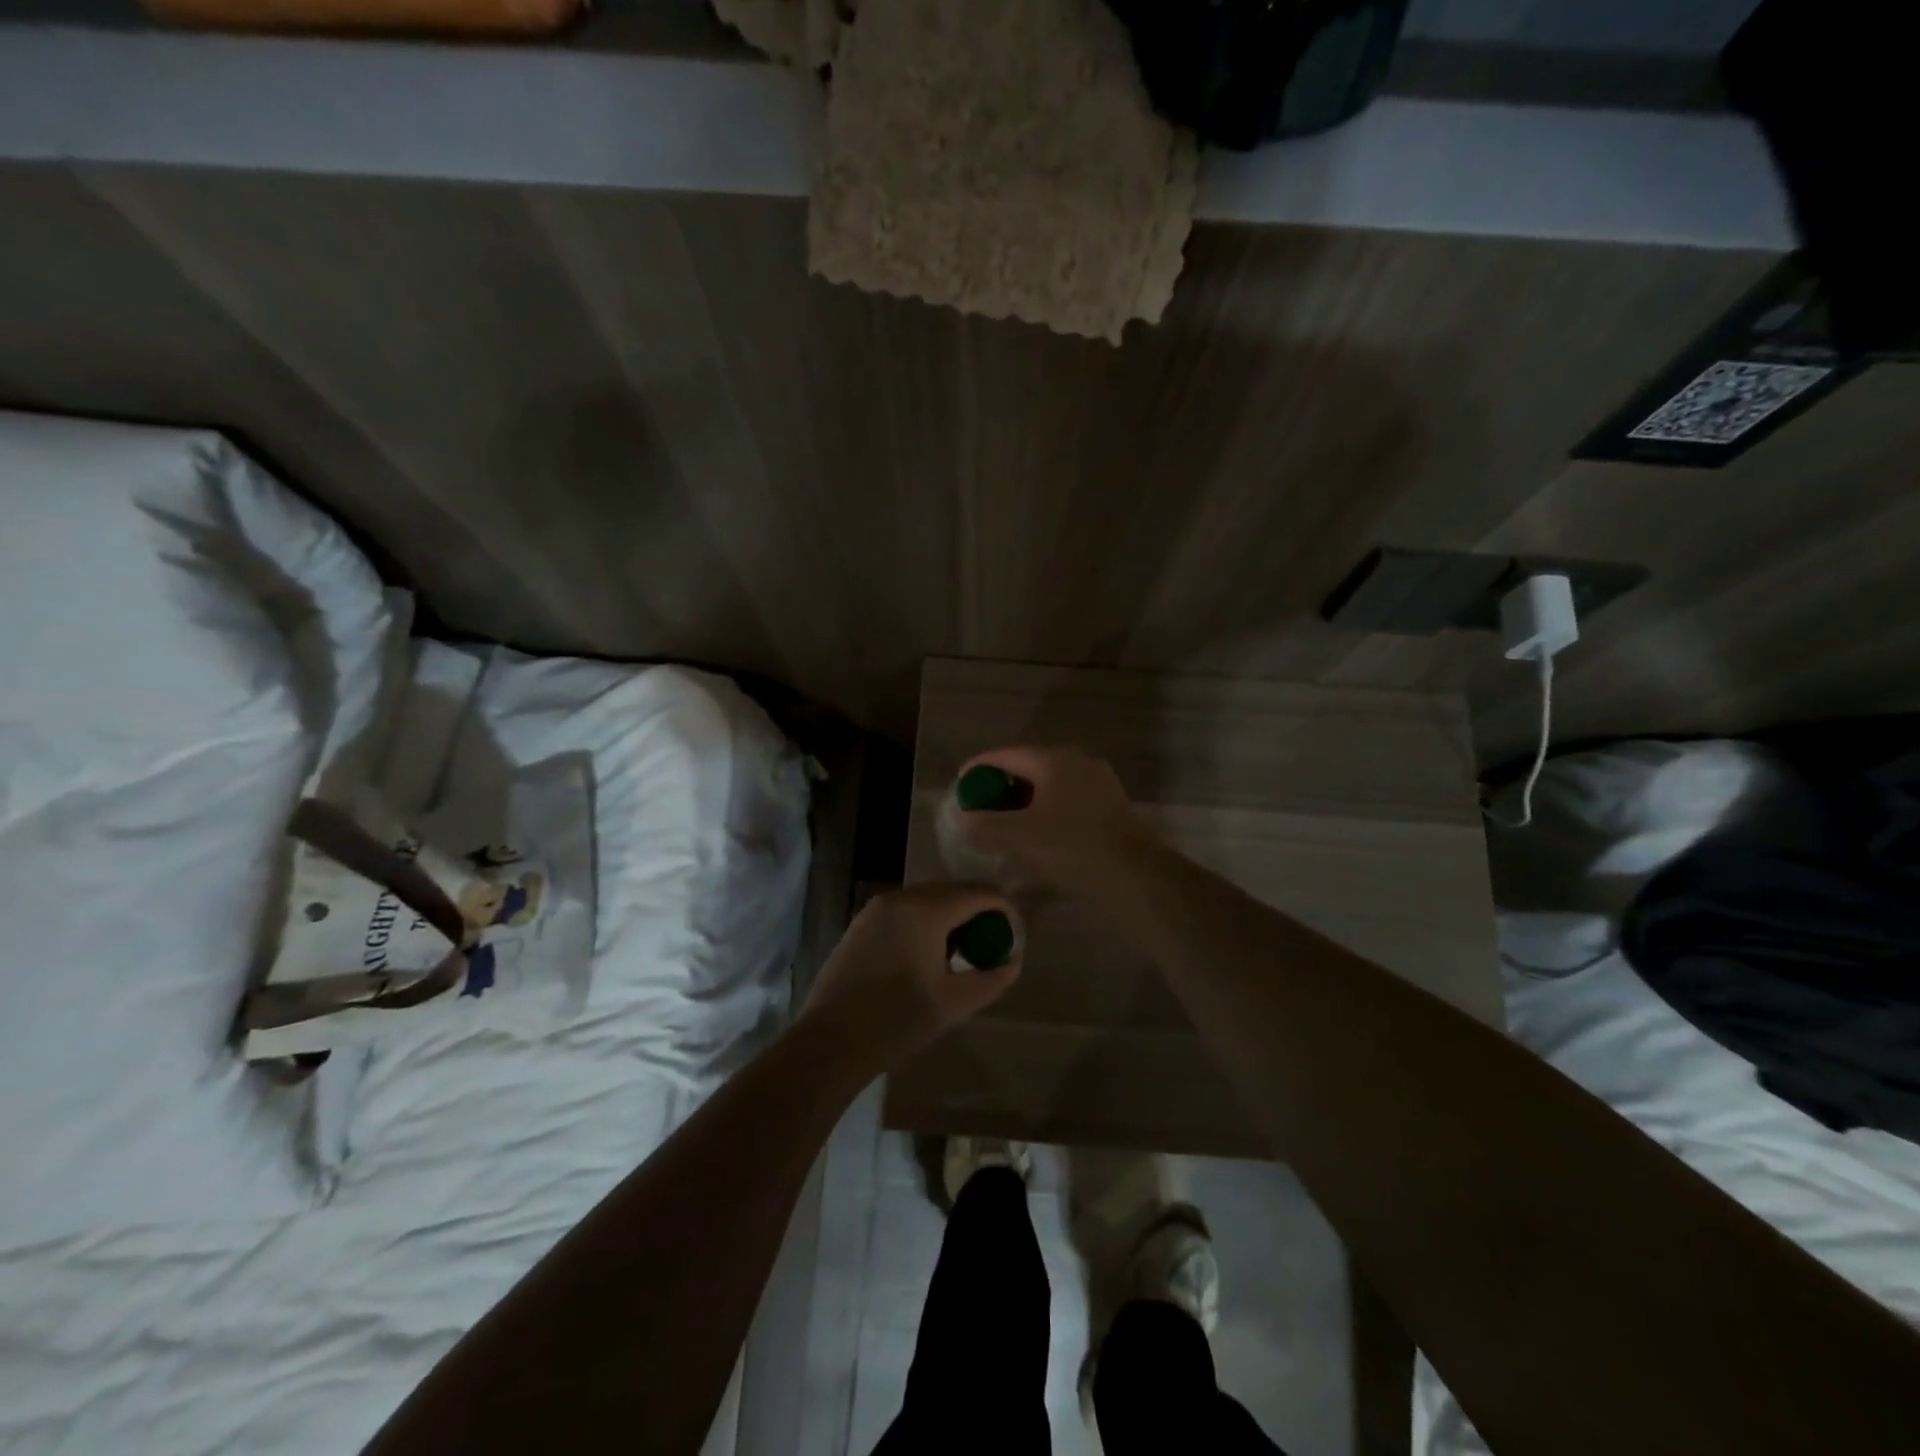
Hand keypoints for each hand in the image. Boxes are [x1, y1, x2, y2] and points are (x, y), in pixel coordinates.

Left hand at [799, 884, 1022, 1076]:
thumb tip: (1012, 962)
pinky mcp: (862, 921)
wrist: (831, 1041)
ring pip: (930, 899)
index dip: (1005, 911)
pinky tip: (927, 957)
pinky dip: (926, 923)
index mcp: (927, 909)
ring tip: (961, 956)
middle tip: (990, 949)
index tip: (1013, 940)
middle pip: (955, 891)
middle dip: (979, 914)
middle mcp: (902, 896)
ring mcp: (878, 907)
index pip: (981, 893)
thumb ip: (992, 978)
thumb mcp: (955, 1003)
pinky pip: (907, 910)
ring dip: (952, 919)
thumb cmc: (898, 1021)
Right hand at [947, 746, 1158, 898]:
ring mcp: (1098, 782)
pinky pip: (1068, 799)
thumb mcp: (1019, 837)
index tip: (959, 785)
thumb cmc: (1072, 848)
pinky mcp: (1111, 805)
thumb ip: (983, 824)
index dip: (978, 768)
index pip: (1005, 754)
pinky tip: (1039, 833)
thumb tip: (961, 817)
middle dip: (1001, 785)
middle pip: (1028, 766)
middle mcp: (1077, 761)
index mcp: (1053, 760)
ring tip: (1006, 821)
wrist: (1135, 875)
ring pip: (1050, 784)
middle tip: (980, 806)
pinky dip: (1047, 809)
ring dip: (1025, 799)